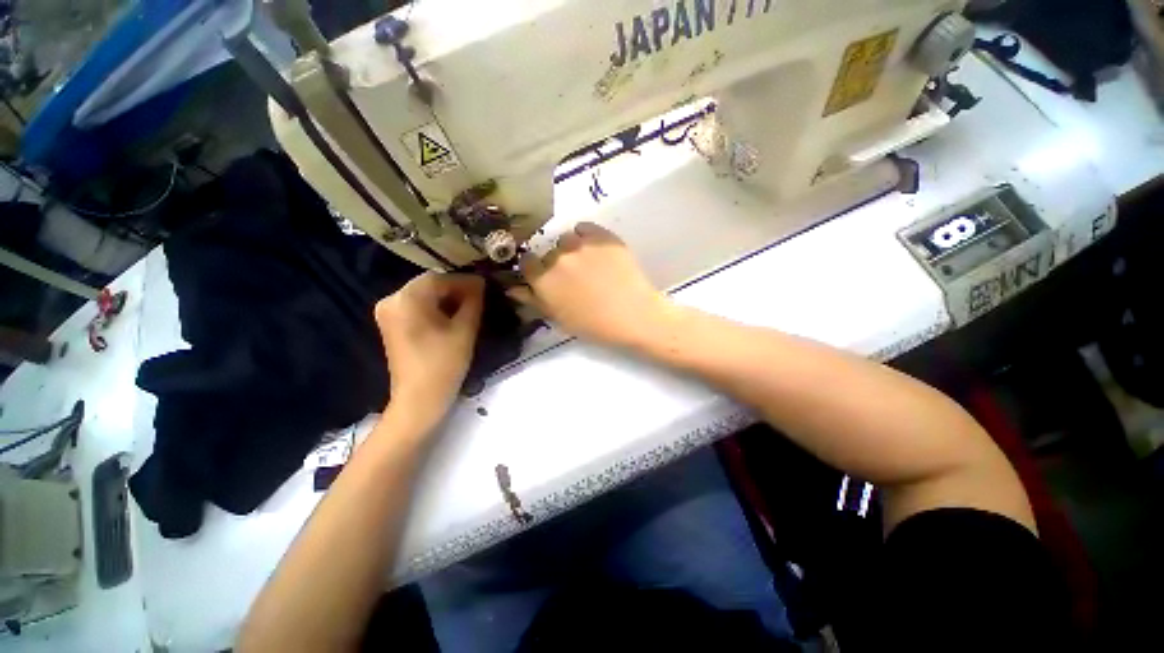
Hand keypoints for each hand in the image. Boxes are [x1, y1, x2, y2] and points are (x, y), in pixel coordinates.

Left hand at [374, 273, 484, 428]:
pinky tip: (452, 315)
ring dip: (446, 298)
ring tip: (470, 305)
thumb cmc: (444, 364)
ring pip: (423, 295)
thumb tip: (480, 283)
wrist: (419, 399)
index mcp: (406, 299)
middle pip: (428, 285)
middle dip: (455, 288)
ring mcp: (388, 313)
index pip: (439, 278)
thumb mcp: (464, 329)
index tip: (485, 285)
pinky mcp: (391, 324)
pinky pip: (416, 306)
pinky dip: (435, 307)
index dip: (464, 281)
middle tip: (480, 296)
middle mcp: (391, 300)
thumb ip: (473, 301)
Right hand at [508, 222, 672, 346]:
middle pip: (548, 252)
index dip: (534, 269)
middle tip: (573, 277)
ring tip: (589, 265)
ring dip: (571, 250)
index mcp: (543, 279)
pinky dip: (587, 237)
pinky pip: (585, 228)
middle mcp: (557, 257)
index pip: (526, 262)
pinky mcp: (602, 236)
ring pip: (567, 239)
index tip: (544, 276)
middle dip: (555, 263)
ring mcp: (580, 243)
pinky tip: (597, 252)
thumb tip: (512, 288)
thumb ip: (533, 300)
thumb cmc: (594, 325)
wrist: (634, 315)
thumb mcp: (559, 318)